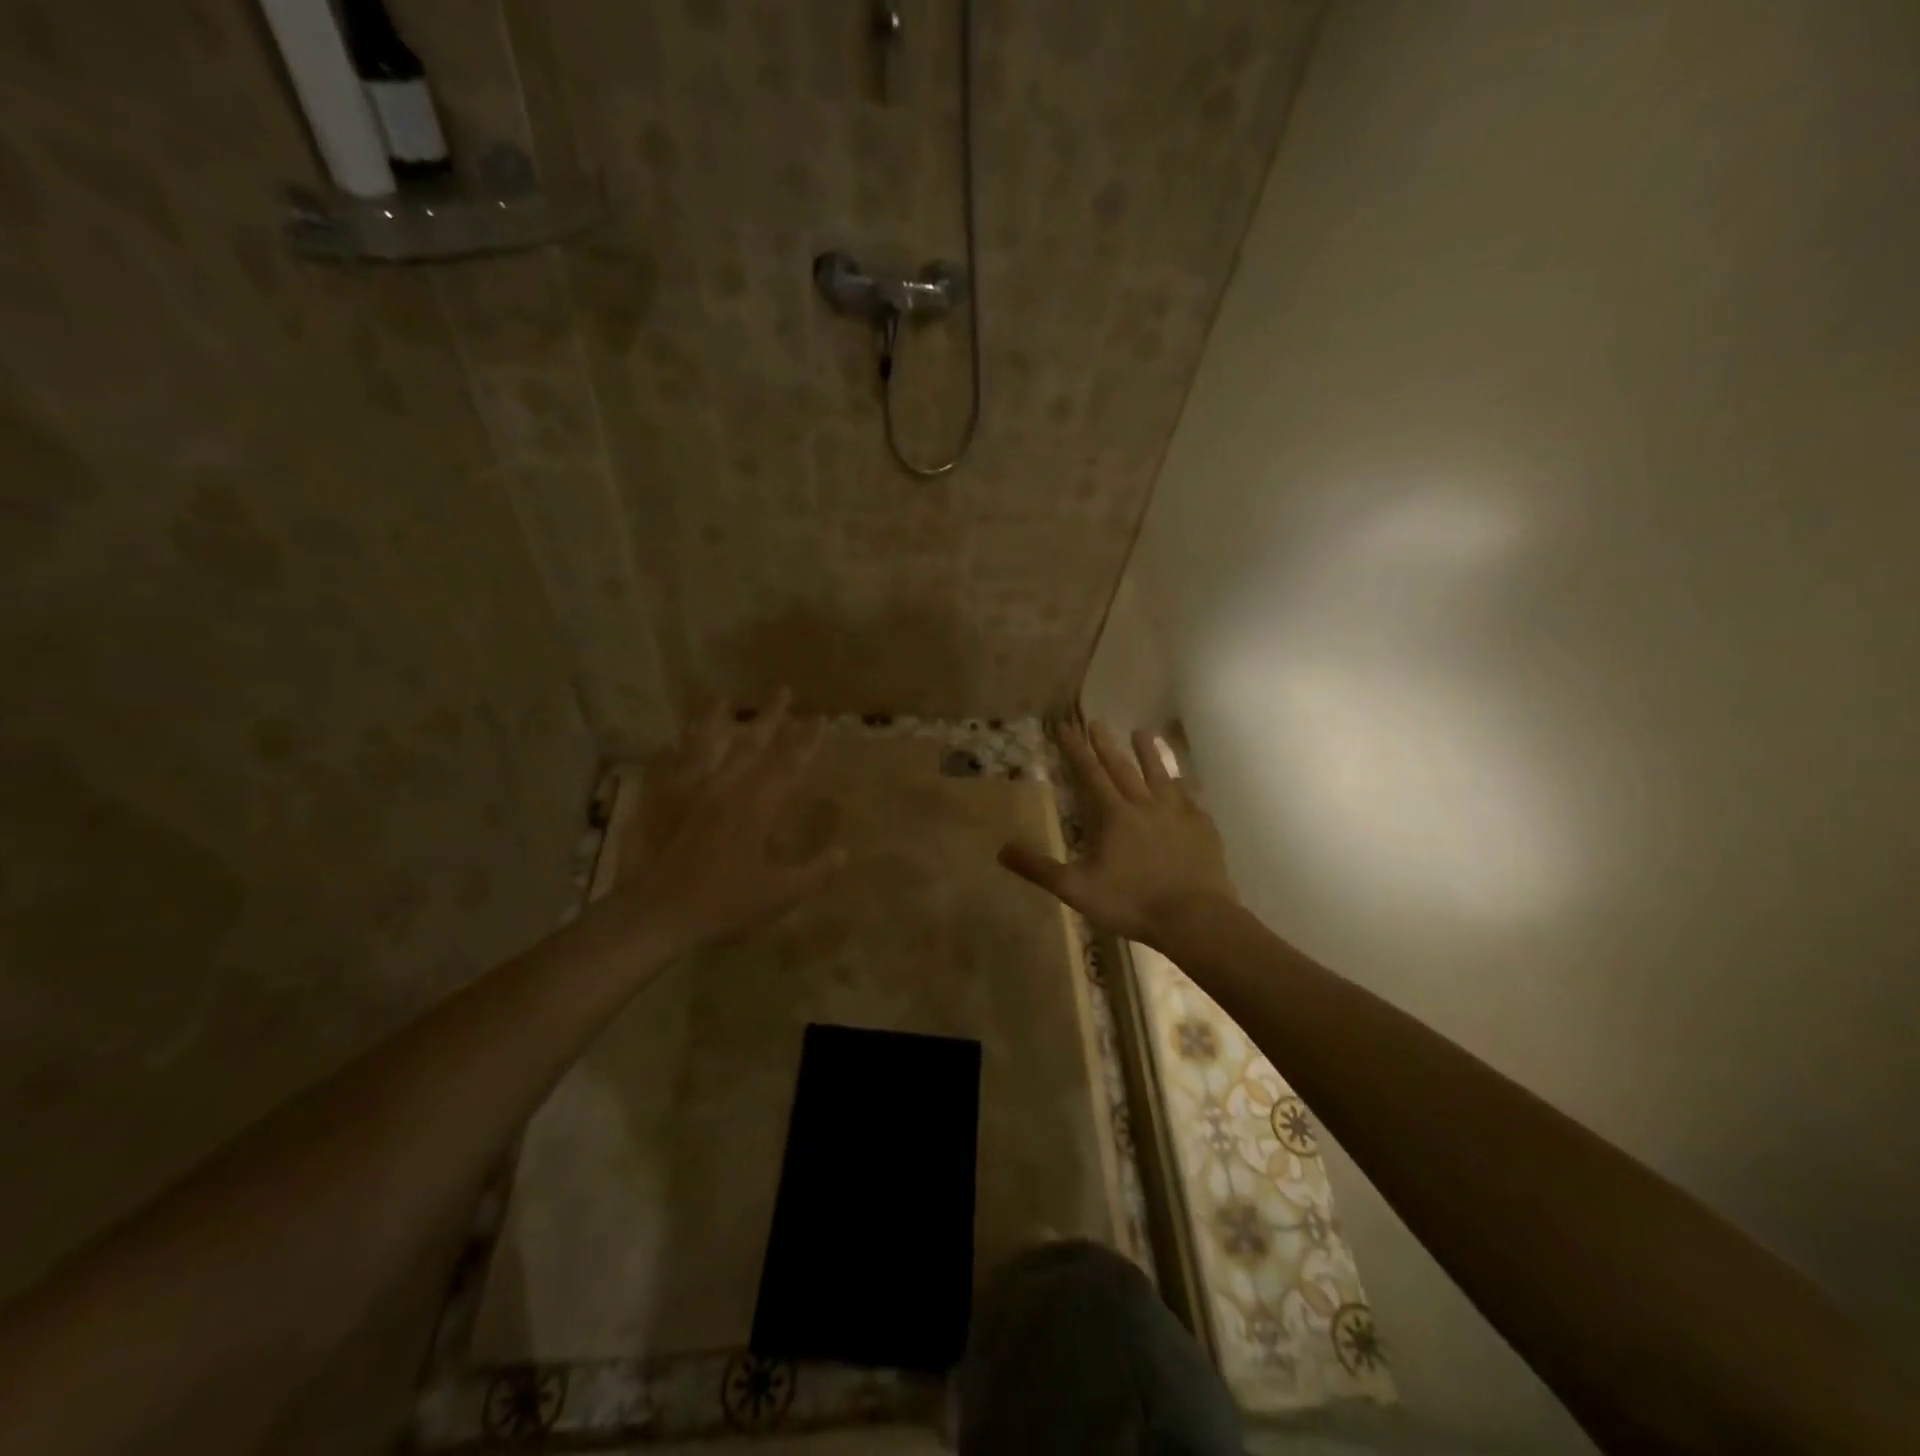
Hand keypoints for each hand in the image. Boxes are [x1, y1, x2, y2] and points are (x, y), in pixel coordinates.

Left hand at [617, 689, 843, 957]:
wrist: (660, 915)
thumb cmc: (725, 905)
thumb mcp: (780, 895)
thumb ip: (815, 872)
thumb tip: (843, 853)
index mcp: (757, 807)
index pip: (789, 764)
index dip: (806, 741)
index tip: (820, 718)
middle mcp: (726, 790)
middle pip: (751, 744)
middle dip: (770, 717)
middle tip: (783, 692)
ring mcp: (692, 794)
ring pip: (707, 745)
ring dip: (716, 719)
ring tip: (721, 696)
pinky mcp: (665, 805)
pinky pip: (670, 767)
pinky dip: (674, 751)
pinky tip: (671, 741)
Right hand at [998, 721, 1237, 948]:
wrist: (1194, 918)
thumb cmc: (1131, 902)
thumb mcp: (1076, 889)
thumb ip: (1039, 868)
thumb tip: (1001, 850)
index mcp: (1113, 815)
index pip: (1089, 773)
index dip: (1075, 749)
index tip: (1065, 726)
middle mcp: (1144, 804)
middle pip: (1122, 767)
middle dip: (1106, 744)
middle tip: (1097, 722)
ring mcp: (1177, 813)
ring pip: (1160, 774)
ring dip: (1149, 753)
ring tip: (1143, 732)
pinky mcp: (1202, 827)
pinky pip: (1189, 797)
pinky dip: (1182, 784)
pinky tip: (1182, 782)